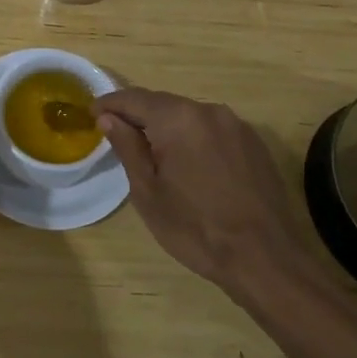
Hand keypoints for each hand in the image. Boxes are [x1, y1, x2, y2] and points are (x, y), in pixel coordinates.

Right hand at [95, 87, 317, 302]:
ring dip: (167, 128)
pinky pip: (212, 131)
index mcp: (178, 118)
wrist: (265, 259)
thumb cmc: (195, 227)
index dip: (109, 104)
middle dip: (138, 115)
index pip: (134, 98)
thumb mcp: (148, 191)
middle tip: (117, 133)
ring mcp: (237, 126)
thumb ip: (127, 147)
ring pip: (189, 117)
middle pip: (163, 104)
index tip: (91, 113)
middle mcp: (209, 111)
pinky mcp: (255, 144)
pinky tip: (189, 164)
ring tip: (152, 152)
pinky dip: (193, 139)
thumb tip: (108, 117)